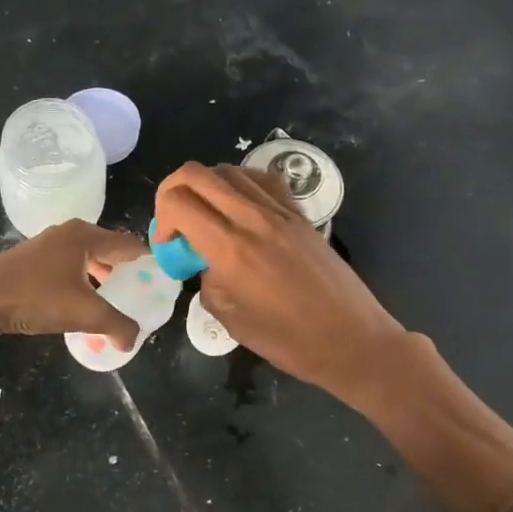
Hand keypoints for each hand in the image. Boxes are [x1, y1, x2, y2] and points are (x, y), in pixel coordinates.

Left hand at [0, 219, 147, 343]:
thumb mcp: (85, 314)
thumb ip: (117, 325)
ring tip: (114, 301)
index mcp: (86, 235)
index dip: (149, 261)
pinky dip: (81, 281)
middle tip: (141, 293)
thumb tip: (132, 340)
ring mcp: (47, 244)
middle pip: (108, 250)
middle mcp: (68, 233)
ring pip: (86, 259)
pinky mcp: (31, 260)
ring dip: (102, 278)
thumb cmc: (36, 298)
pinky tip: (81, 303)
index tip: (163, 279)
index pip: (129, 244)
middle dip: (126, 271)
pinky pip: (68, 267)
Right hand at [155, 163, 406, 403]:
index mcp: (230, 248)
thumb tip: (208, 263)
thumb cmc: (288, 340)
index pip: (178, 202)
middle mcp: (253, 219)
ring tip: (208, 217)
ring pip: (230, 171)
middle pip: (197, 174)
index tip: (168, 244)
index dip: (160, 218)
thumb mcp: (230, 319)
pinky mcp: (300, 215)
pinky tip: (240, 210)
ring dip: (206, 187)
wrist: (352, 340)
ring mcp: (280, 212)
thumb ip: (208, 281)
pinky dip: (241, 185)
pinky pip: (263, 181)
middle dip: (173, 191)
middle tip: (176, 222)